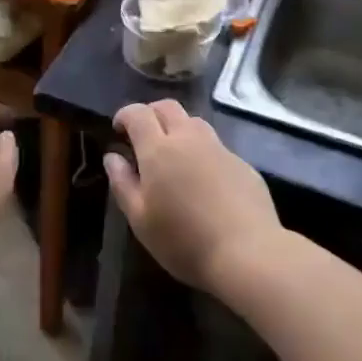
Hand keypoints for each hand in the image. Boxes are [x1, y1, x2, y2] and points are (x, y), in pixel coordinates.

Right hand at [106, 99, 281, 294]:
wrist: (248, 253)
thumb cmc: (184, 240)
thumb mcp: (141, 220)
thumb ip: (123, 183)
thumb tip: (113, 157)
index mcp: (158, 149)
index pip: (138, 113)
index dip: (125, 115)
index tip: (119, 130)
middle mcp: (188, 138)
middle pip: (167, 107)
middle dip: (151, 114)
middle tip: (144, 136)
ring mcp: (219, 148)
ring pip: (194, 122)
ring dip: (178, 128)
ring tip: (174, 154)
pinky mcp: (242, 163)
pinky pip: (215, 146)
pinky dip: (202, 151)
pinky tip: (204, 180)